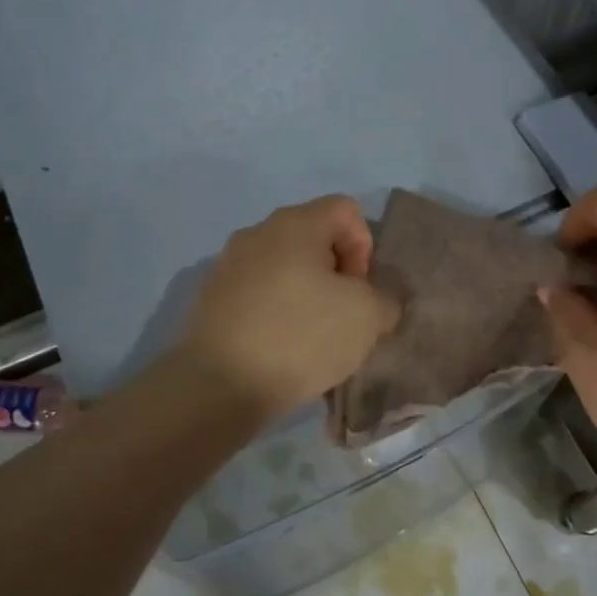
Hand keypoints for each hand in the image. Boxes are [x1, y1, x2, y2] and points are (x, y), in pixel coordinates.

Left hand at [175, 196, 400, 422]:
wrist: (218, 385)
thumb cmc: (299, 336)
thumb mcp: (366, 317)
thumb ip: (385, 299)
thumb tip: (377, 300)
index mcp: (294, 223)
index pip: (346, 210)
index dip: (365, 247)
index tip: (359, 290)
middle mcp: (257, 233)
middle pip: (314, 239)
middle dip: (337, 276)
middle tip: (342, 318)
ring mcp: (228, 266)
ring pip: (285, 270)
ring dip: (307, 297)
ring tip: (313, 341)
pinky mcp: (211, 300)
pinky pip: (259, 296)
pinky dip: (277, 315)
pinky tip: (281, 352)